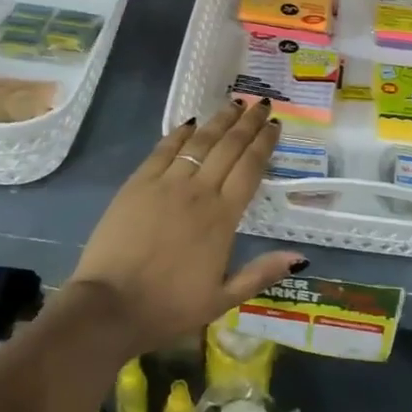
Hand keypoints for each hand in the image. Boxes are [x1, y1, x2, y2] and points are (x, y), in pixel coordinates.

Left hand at [67, 100, 304, 352]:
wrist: (110, 306)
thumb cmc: (169, 307)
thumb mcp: (222, 299)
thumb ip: (261, 273)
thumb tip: (301, 257)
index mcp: (223, 217)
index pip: (250, 168)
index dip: (264, 143)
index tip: (275, 124)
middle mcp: (199, 191)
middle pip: (229, 147)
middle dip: (247, 123)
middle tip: (260, 105)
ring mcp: (166, 183)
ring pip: (199, 142)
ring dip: (219, 121)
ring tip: (233, 104)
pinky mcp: (138, 183)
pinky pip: (164, 149)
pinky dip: (180, 133)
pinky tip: (191, 123)